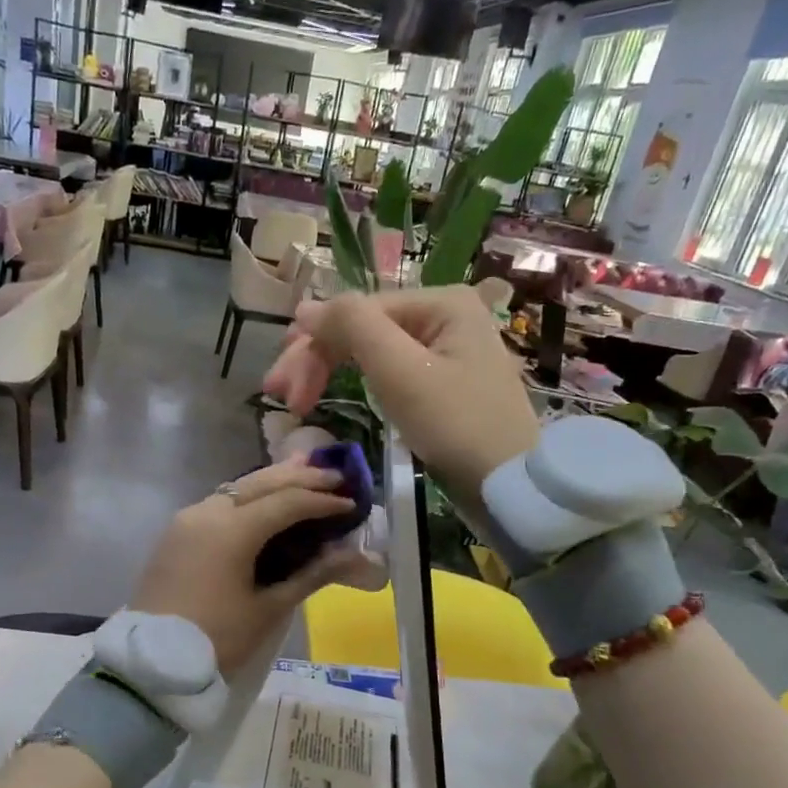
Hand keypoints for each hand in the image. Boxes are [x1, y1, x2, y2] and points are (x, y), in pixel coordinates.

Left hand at [130, 459, 368, 673]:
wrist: (152, 660)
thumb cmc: (217, 639)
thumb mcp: (268, 610)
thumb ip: (311, 575)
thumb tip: (353, 555)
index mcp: (232, 529)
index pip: (287, 503)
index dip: (322, 501)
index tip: (351, 503)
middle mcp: (208, 512)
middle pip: (261, 483)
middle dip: (300, 478)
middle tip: (336, 476)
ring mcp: (188, 519)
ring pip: (238, 487)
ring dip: (272, 480)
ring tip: (304, 471)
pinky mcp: (177, 532)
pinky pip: (220, 501)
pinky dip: (248, 496)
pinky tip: (265, 499)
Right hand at [263, 287, 539, 497]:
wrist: (509, 486)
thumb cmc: (456, 425)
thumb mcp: (400, 371)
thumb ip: (353, 326)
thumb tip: (305, 308)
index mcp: (440, 301)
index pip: (357, 312)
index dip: (312, 346)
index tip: (279, 390)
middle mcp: (444, 315)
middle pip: (362, 328)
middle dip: (317, 359)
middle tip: (278, 395)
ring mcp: (445, 348)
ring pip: (371, 351)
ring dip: (330, 371)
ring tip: (296, 401)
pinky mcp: (442, 381)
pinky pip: (388, 370)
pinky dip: (357, 383)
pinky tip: (334, 393)